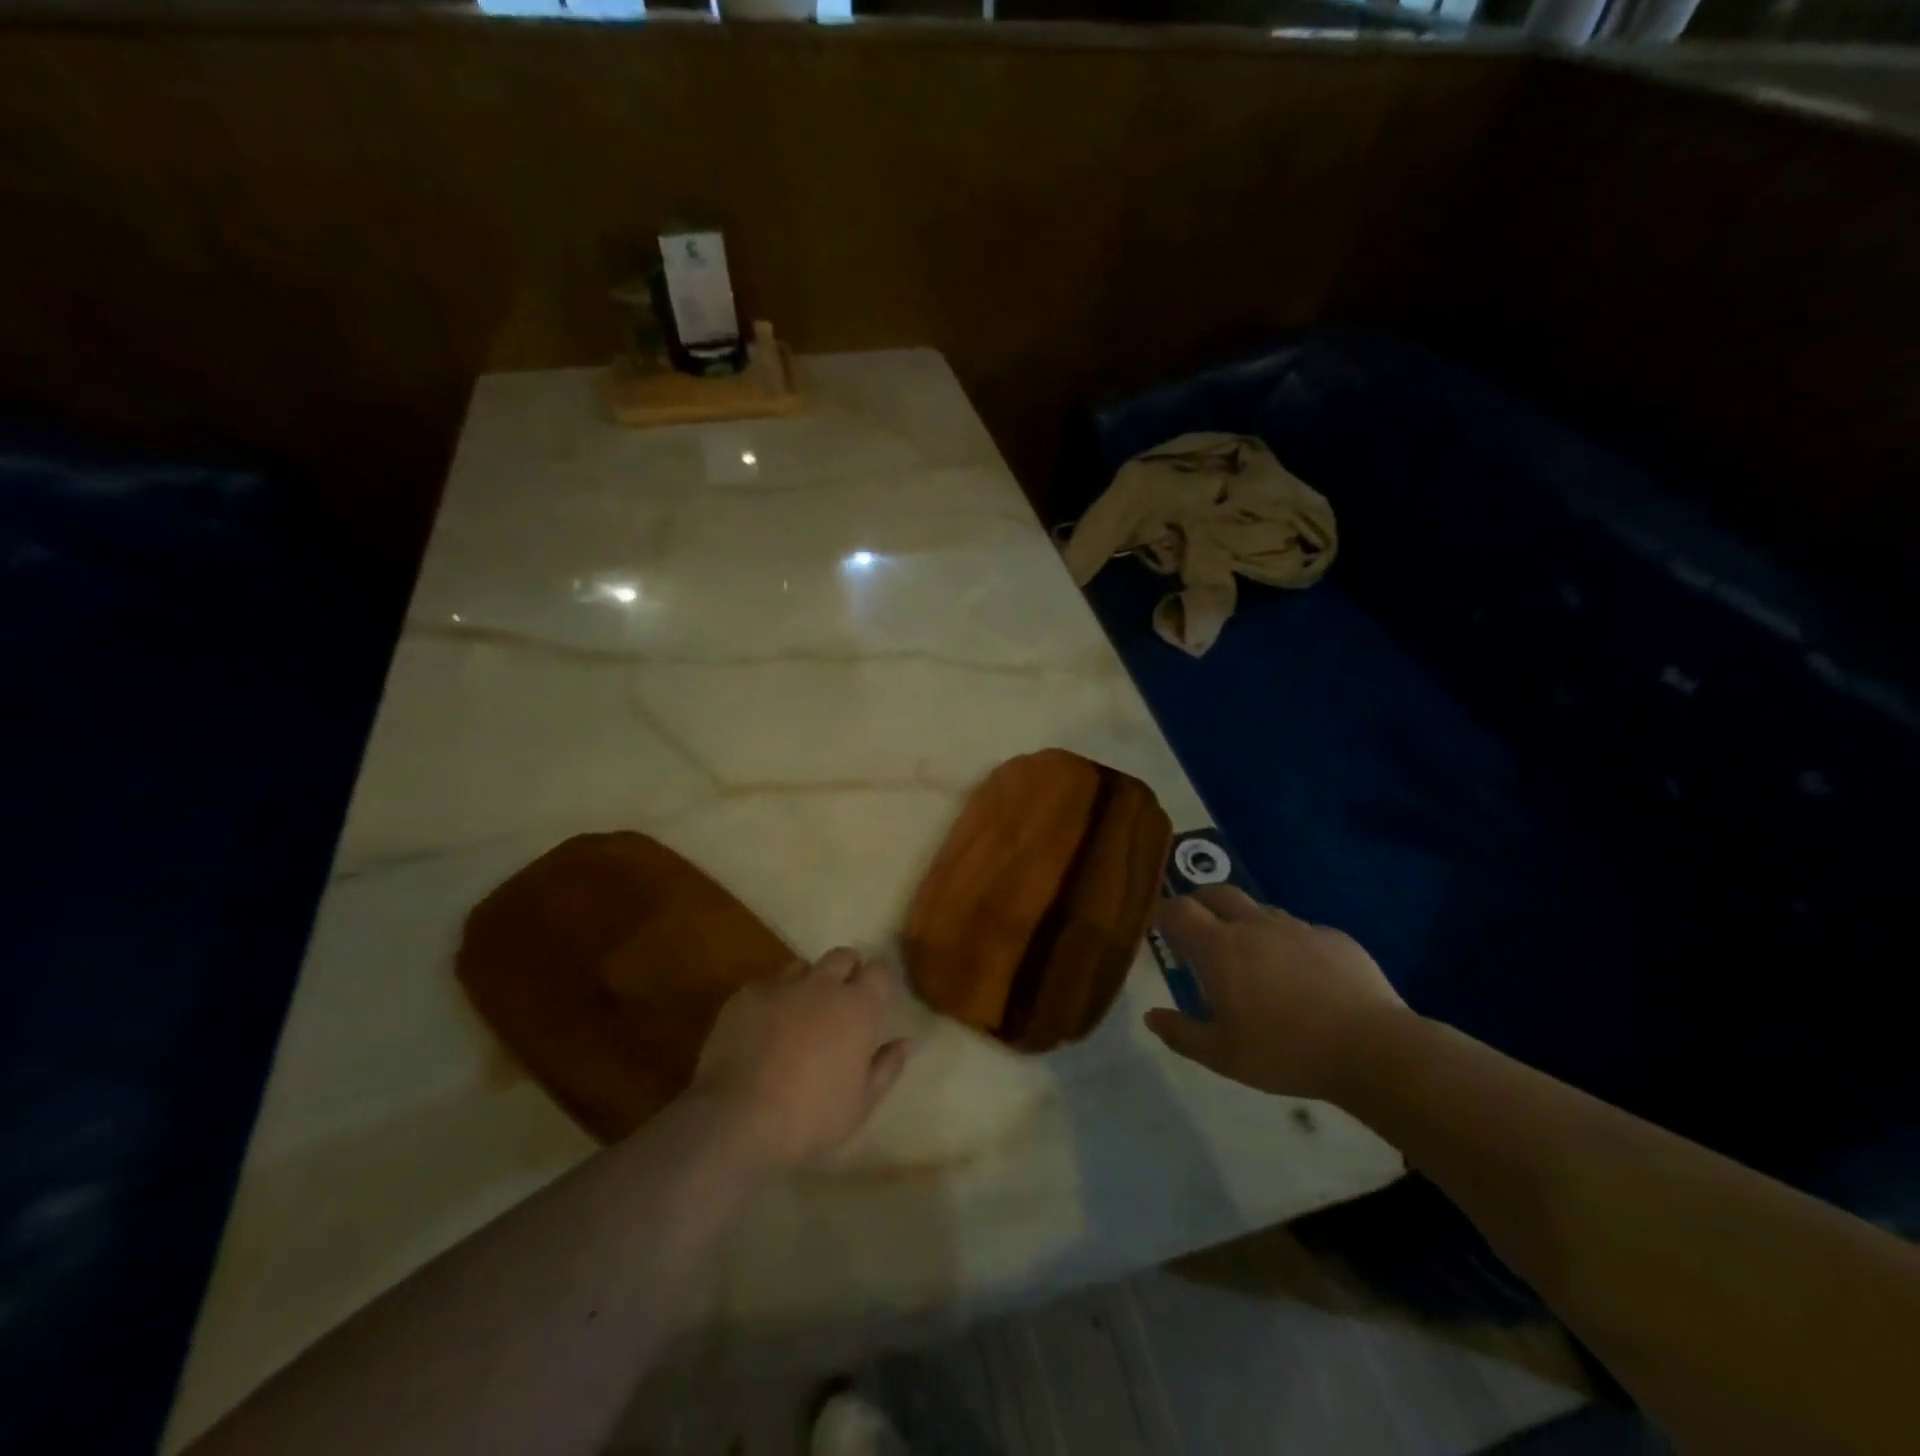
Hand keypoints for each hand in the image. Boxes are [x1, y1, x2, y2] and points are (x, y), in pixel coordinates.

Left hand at [690, 947, 910, 1172]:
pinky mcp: (744, 996)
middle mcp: (822, 985)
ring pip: (801, 966)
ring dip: (808, 982)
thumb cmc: (810, 1119)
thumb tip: (904, 1042)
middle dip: (847, 970)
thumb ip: (886, 1068)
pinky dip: (771, 1000)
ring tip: (800, 1012)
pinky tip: (762, 1029)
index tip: (878, 995)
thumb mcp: (860, 1105)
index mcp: (858, 1008)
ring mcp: (780, 987)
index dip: (880, 979)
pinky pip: (765, 986)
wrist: (737, 1121)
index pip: (880, 970)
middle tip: (842, 1000)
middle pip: (842, 956)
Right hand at [1145, 887, 1409, 1100]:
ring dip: (1243, 922)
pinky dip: (1286, 942)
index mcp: (1220, 947)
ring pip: (1259, 910)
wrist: (1373, 1049)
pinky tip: (1299, 975)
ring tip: (1249, 955)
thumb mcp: (1223, 1056)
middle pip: (1216, 893)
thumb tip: (1152, 1016)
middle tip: (1196, 928)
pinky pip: (1299, 930)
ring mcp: (1297, 927)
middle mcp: (1254, 925)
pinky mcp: (1334, 937)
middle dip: (1199, 902)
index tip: (1156, 925)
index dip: (1162, 912)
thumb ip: (1181, 1034)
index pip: (1178, 910)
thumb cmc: (1286, 1052)